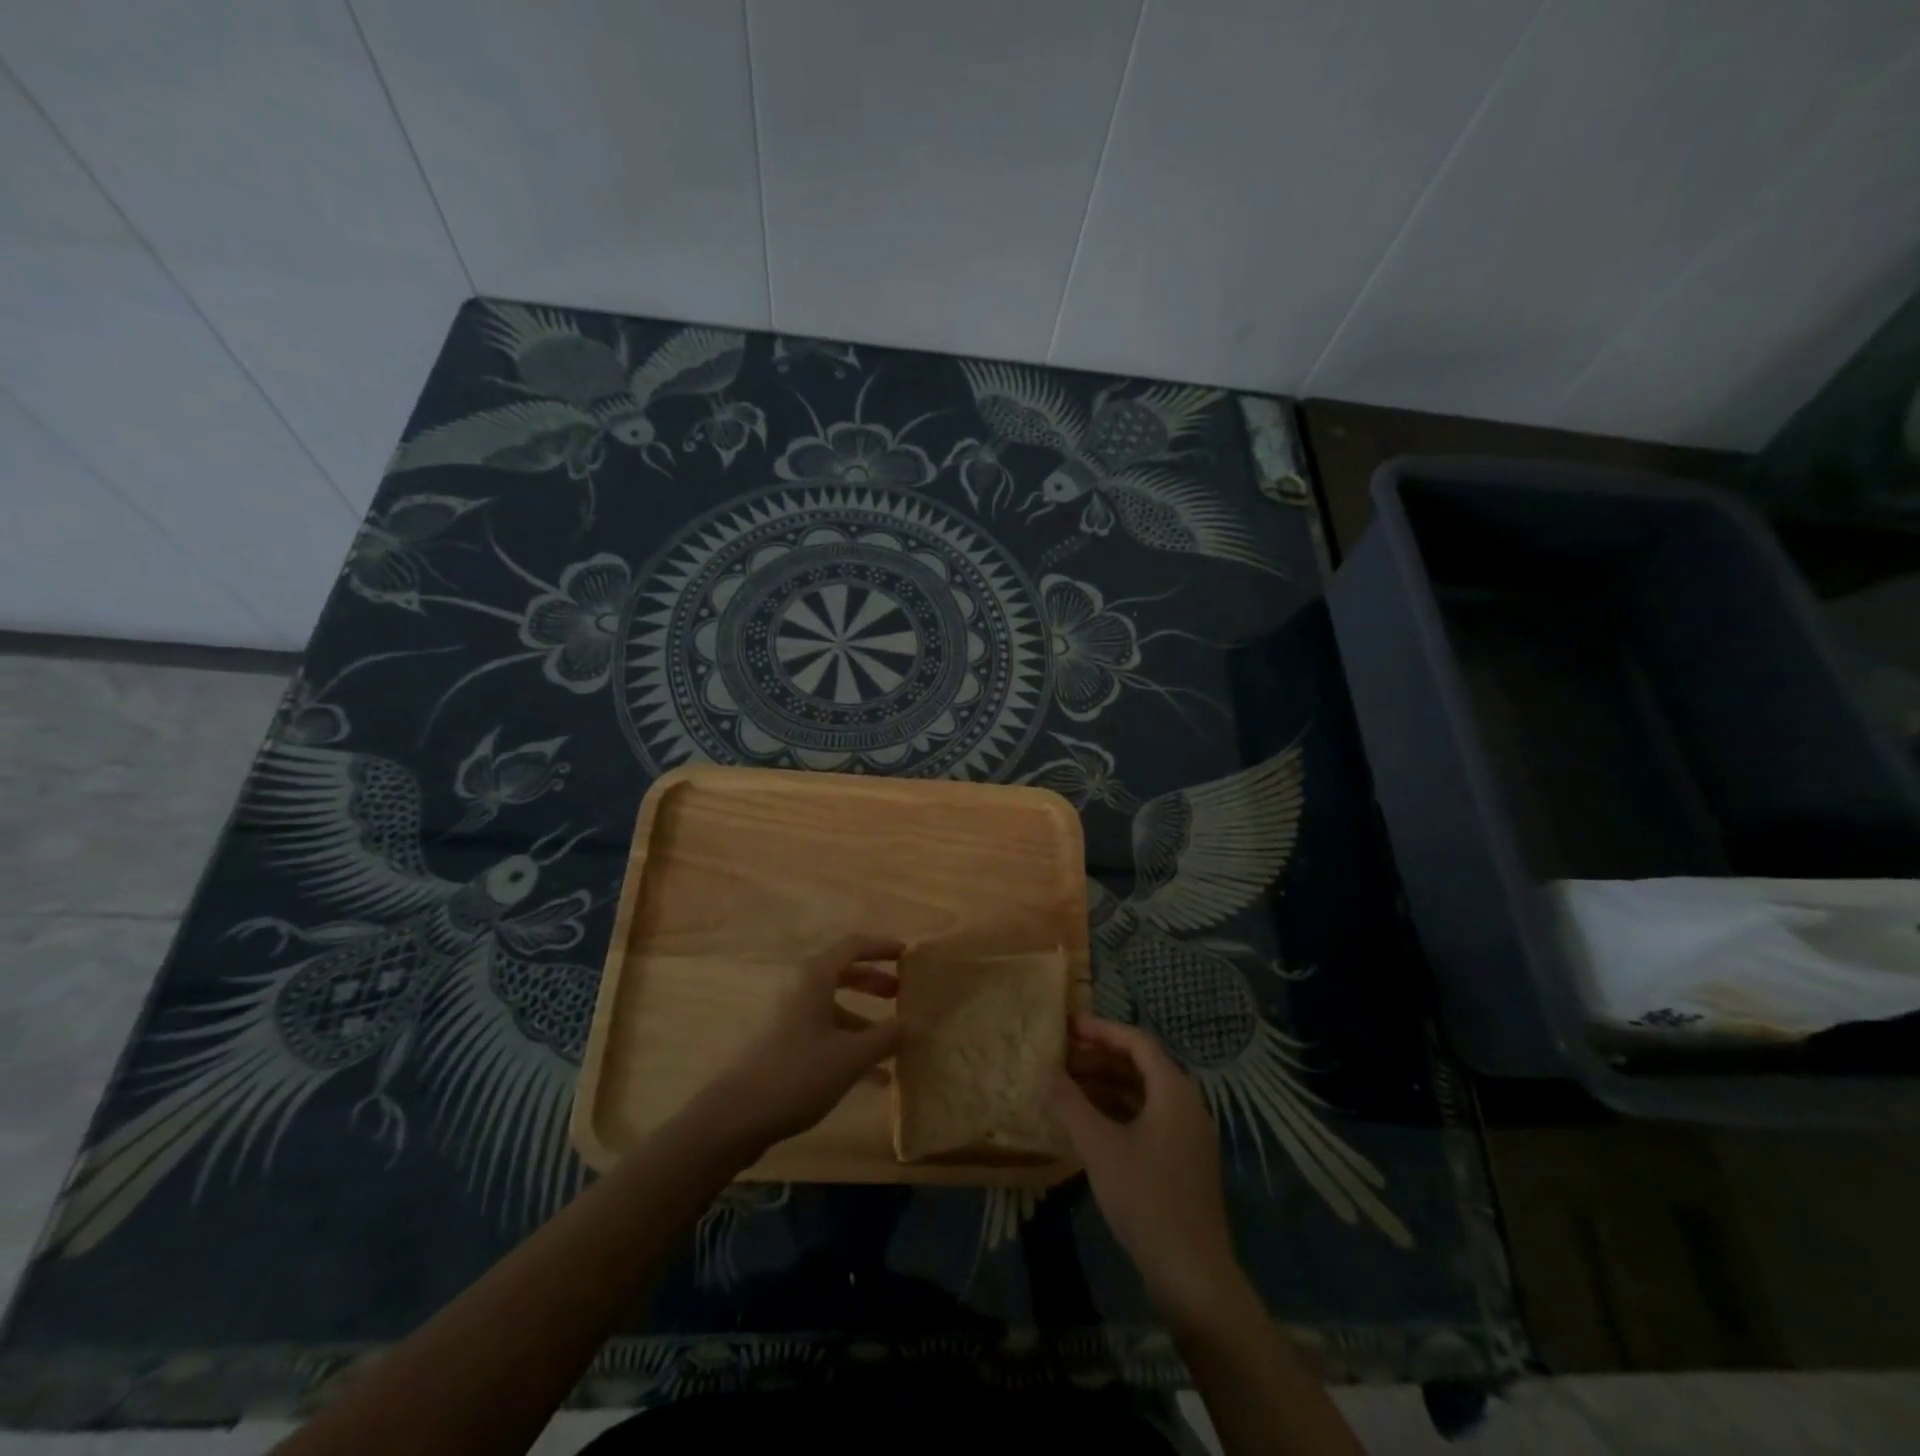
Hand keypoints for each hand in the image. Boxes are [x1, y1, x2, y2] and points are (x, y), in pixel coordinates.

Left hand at [688, 933, 903, 1159]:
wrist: (734, 1117)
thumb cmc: (797, 1075)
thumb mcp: (850, 1057)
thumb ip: (885, 1037)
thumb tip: (912, 1022)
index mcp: (814, 978)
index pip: (852, 946)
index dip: (881, 947)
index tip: (907, 954)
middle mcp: (799, 990)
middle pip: (842, 973)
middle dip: (873, 982)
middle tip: (900, 994)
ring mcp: (787, 1018)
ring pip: (833, 1008)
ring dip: (864, 1021)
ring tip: (893, 1043)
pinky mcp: (781, 1046)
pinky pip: (822, 1034)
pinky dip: (847, 1046)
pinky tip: (873, 1078)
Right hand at [1050, 1015, 1243, 1327]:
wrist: (1193, 1276)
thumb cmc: (1146, 1199)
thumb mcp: (1099, 1146)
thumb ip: (1069, 1103)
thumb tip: (1042, 1068)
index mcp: (1174, 1090)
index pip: (1136, 1041)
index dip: (1101, 1030)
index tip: (1066, 1028)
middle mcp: (1185, 1104)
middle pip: (1140, 1064)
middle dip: (1099, 1057)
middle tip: (1060, 1058)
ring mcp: (1186, 1134)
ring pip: (1142, 1092)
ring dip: (1105, 1084)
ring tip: (1066, 1086)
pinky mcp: (1180, 1159)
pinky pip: (1146, 1117)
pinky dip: (1116, 1110)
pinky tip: (1088, 1122)